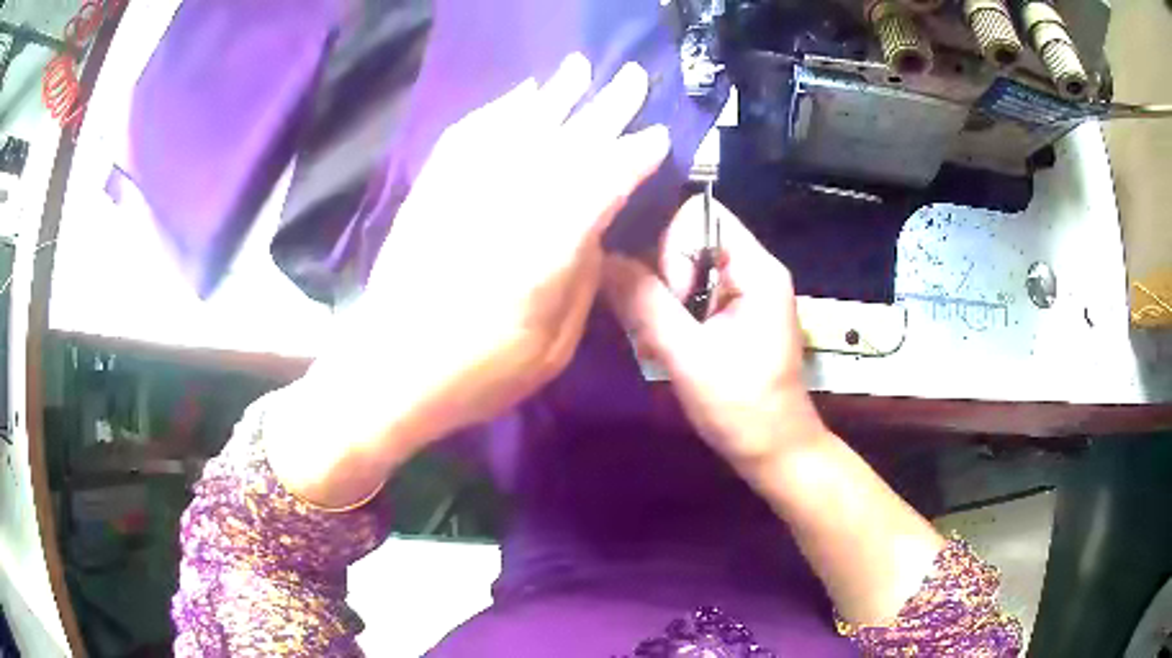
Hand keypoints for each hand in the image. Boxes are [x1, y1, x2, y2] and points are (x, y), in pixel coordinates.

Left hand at [270, 54, 669, 505]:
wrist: (388, 370)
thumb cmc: (475, 374)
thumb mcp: (551, 350)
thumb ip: (580, 283)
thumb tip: (596, 235)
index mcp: (548, 247)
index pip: (604, 181)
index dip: (634, 155)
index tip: (656, 136)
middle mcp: (510, 203)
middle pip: (567, 140)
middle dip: (605, 106)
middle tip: (630, 78)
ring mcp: (466, 189)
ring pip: (518, 126)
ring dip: (553, 94)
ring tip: (577, 69)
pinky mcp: (433, 189)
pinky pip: (469, 135)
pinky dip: (496, 110)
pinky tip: (517, 97)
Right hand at [603, 196, 828, 470]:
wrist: (774, 452)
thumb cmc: (742, 408)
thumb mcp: (689, 356)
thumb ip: (645, 304)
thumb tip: (602, 259)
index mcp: (755, 268)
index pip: (698, 215)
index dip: (669, 245)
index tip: (666, 295)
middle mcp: (751, 269)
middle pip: (687, 239)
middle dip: (659, 276)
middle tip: (650, 323)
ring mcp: (741, 291)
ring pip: (683, 268)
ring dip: (660, 299)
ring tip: (652, 340)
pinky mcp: (730, 314)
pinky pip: (689, 293)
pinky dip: (669, 314)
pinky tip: (660, 346)